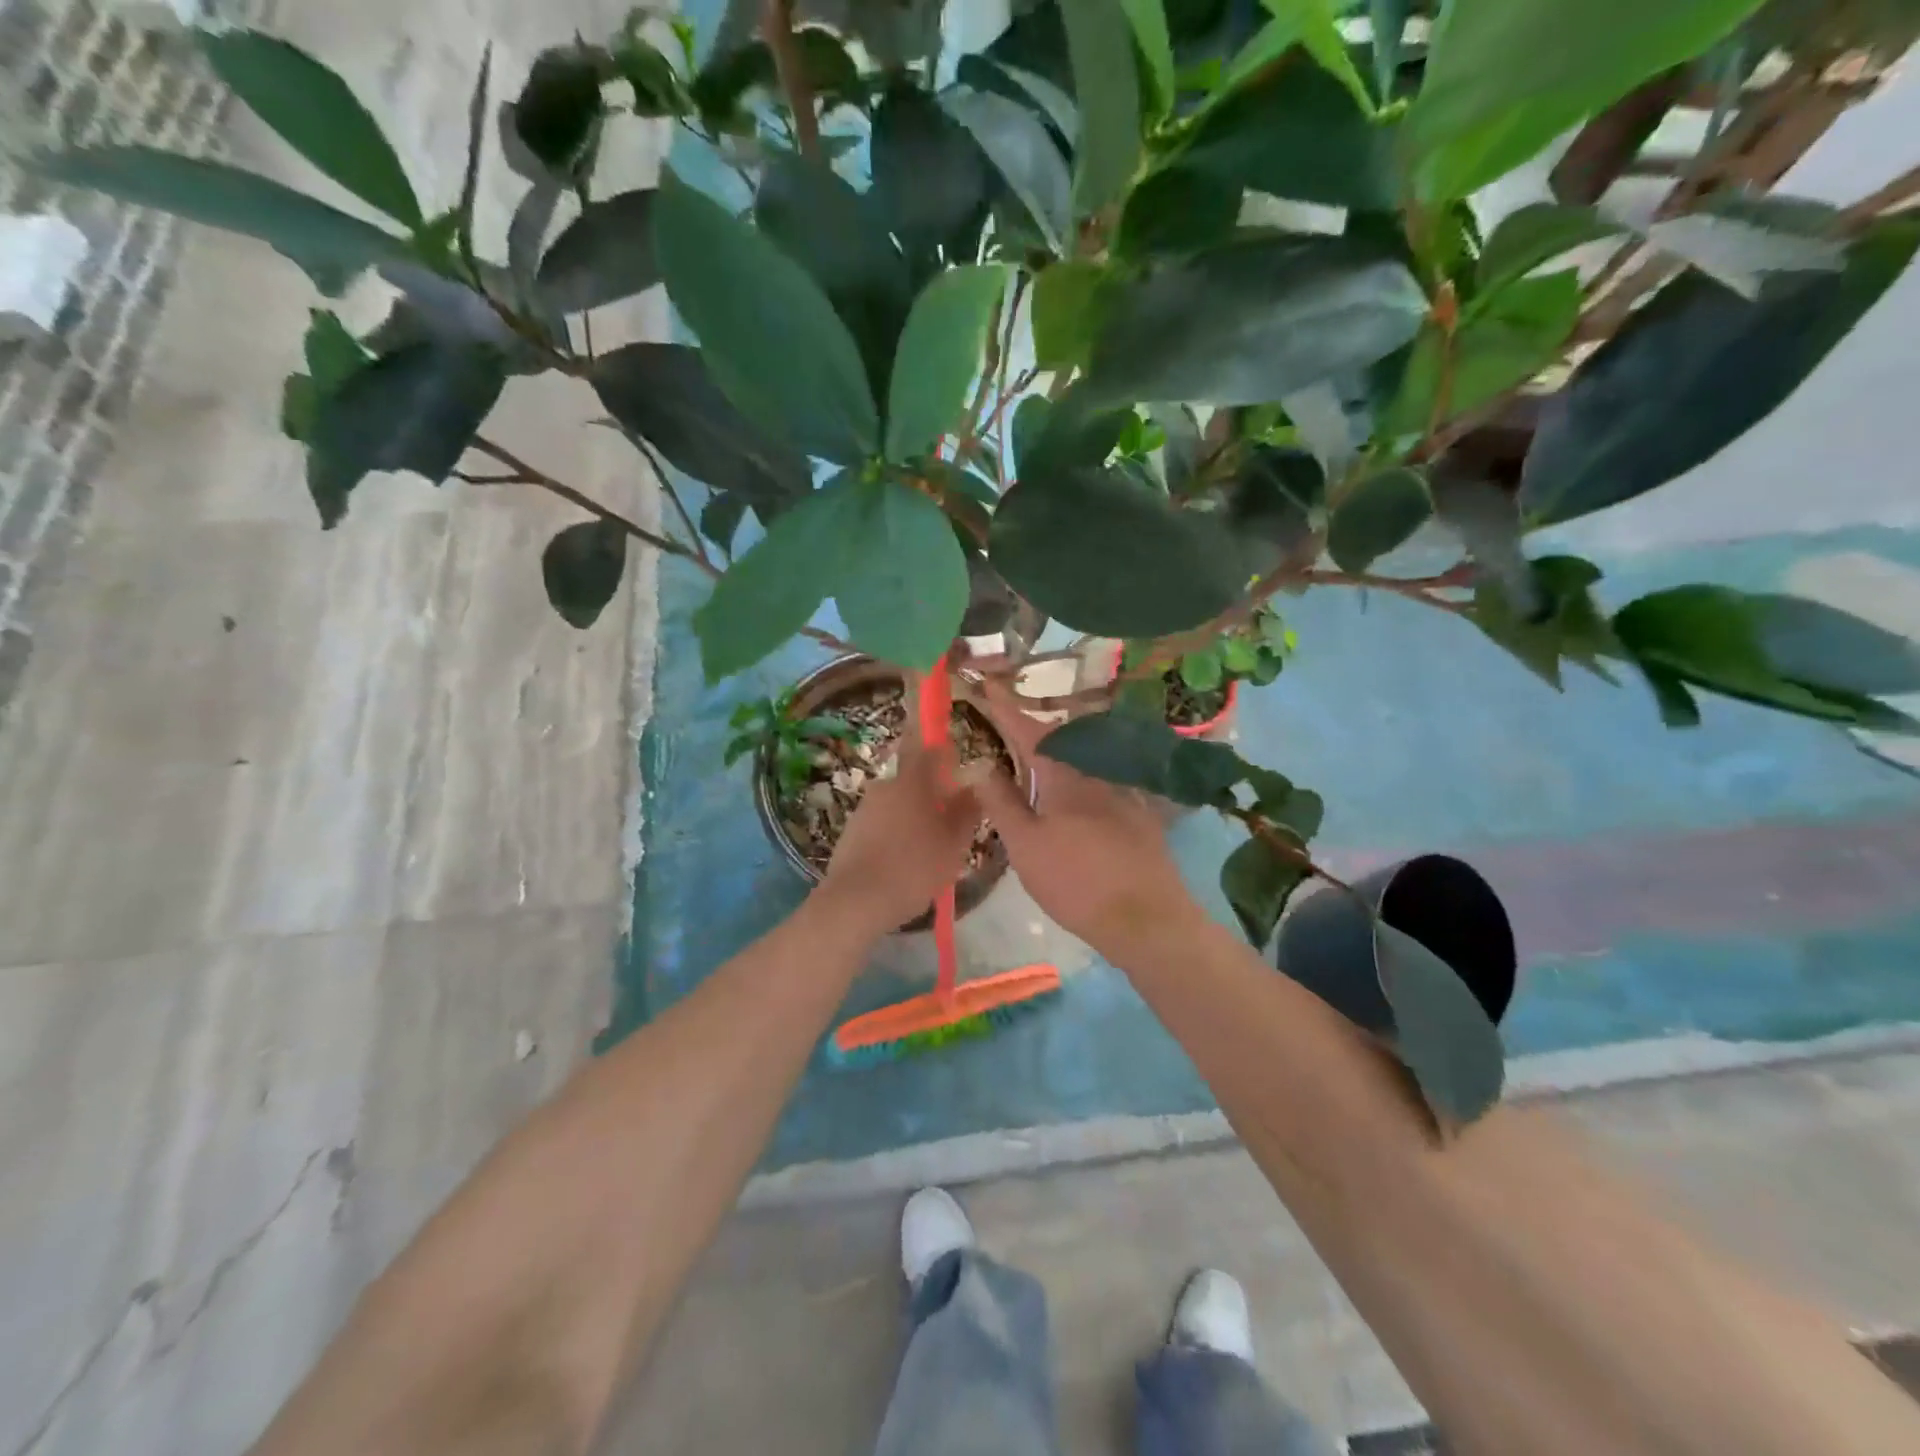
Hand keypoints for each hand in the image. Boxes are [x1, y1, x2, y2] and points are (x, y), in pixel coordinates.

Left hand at [819, 725, 982, 937]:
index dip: (945, 753)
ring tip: (929, 851)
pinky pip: (882, 825)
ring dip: (914, 818)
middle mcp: (885, 786)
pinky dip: (895, 836)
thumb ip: (966, 811)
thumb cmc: (913, 867)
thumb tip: (974, 786)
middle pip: (914, 781)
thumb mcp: (953, 843)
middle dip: (933, 796)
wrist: (856, 901)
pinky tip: (904, 864)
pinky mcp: (851, 831)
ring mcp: (864, 808)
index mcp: (912, 781)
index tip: (958, 767)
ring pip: (898, 805)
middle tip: (950, 824)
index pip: (930, 748)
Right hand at [969, 682, 1203, 960]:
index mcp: (1064, 776)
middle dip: (1031, 729)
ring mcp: (1123, 790)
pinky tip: (1074, 793)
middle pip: (1058, 739)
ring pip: (1082, 760)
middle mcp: (1096, 772)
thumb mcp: (1025, 846)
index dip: (1005, 706)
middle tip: (1006, 725)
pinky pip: (1101, 780)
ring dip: (1055, 752)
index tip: (987, 682)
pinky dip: (1078, 775)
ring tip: (1033, 759)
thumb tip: (977, 763)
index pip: (1028, 730)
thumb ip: (1001, 802)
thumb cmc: (1075, 883)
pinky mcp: (1139, 812)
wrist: (1146, 919)